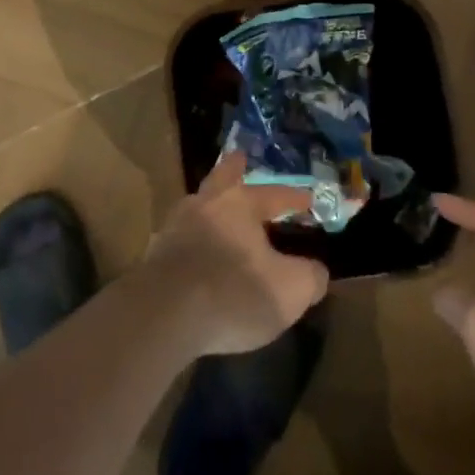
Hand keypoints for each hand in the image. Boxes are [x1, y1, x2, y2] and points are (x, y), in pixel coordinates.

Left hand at [144, 153, 329, 356]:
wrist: (164, 315)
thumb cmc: (234, 293)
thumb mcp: (289, 291)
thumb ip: (310, 277)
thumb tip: (317, 271)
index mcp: (240, 203)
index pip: (275, 194)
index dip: (295, 197)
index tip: (309, 199)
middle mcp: (207, 203)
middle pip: (223, 177)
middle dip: (235, 169)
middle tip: (241, 160)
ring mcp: (176, 225)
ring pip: (200, 204)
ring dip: (212, 205)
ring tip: (221, 212)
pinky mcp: (157, 253)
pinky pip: (183, 236)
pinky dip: (195, 238)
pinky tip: (200, 251)